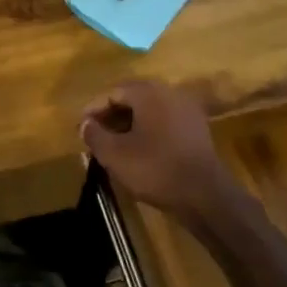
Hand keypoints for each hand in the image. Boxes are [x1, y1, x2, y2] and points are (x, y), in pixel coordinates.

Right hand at [80, 81, 229, 218]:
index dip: (93, 110)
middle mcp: (169, 93)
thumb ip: (94, 134)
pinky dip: (148, 130)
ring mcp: (187, 110)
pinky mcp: (197, 128)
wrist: (204, 194)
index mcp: (148, 93)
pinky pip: (164, 121)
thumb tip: (85, 124)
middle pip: (132, 98)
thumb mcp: (114, 154)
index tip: (81, 128)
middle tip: (96, 134)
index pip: (112, 93)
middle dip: (111, 115)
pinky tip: (139, 150)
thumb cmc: (154, 168)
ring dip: (129, 123)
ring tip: (114, 144)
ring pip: (149, 110)